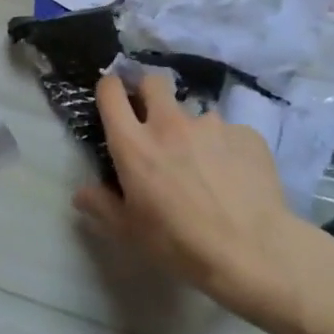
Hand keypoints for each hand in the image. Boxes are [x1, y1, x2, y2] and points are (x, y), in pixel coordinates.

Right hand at [73, 72, 290, 308]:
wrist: (252, 251)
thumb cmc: (179, 243)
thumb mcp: (130, 232)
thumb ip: (101, 206)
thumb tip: (82, 193)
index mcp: (134, 143)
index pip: (111, 92)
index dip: (110, 89)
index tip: (113, 100)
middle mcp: (169, 123)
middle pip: (153, 82)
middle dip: (149, 92)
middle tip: (154, 120)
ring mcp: (211, 125)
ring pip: (195, 112)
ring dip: (193, 130)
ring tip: (204, 164)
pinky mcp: (245, 134)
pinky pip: (230, 133)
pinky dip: (226, 148)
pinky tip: (235, 177)